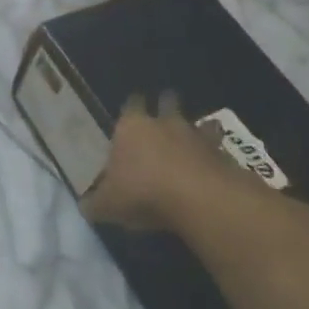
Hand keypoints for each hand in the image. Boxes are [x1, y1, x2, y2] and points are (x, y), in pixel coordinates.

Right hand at [82, 92, 267, 234]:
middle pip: (167, 101)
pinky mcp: (222, 153)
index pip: (130, 104)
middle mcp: (163, 123)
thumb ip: (96, 203)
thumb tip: (86, 207)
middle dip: (166, 104)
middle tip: (163, 115)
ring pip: (197, 122)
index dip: (131, 106)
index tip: (132, 110)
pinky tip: (211, 167)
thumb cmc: (142, 192)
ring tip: (190, 141)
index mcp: (130, 127)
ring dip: (194, 129)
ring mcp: (196, 135)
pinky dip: (214, 154)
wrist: (198, 198)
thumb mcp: (108, 204)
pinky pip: (217, 148)